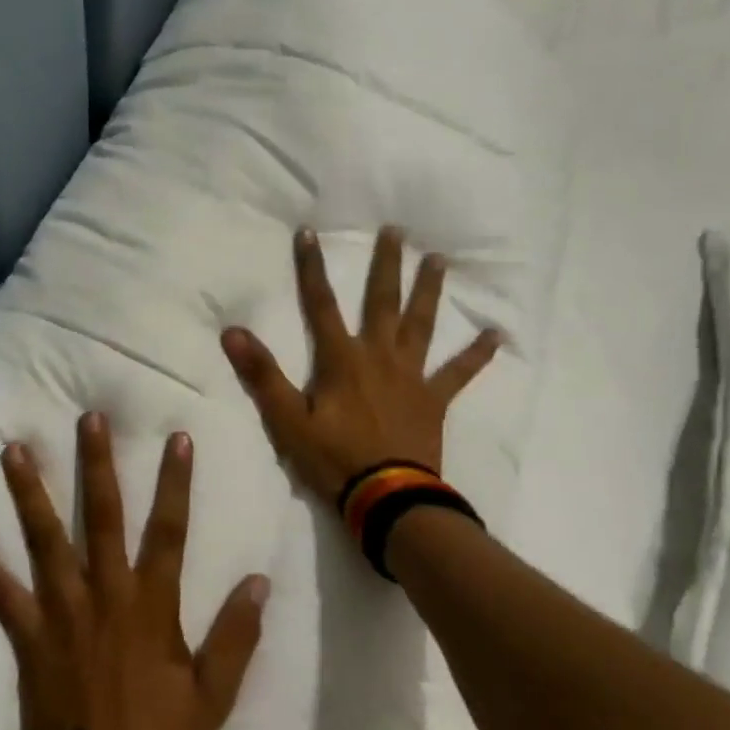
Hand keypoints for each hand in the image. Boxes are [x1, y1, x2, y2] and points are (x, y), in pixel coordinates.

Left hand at [0, 414, 270, 729]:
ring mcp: (61, 610)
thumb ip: (237, 634)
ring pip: (45, 539)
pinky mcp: (27, 633)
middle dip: (97, 464)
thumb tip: (260, 580)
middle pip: (103, 516)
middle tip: (88, 419)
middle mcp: (105, 593)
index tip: (177, 437)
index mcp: (151, 603)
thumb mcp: (214, 694)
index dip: (175, 482)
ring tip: (13, 450)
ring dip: (30, 493)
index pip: (169, 529)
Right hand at [220, 225, 499, 507]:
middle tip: (397, 230)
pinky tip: (496, 335)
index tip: (309, 233)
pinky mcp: (434, 400)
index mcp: (342, 360)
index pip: (320, 304)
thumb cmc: (334, 459)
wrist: (388, 498)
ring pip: (421, 324)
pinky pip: (459, 372)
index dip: (311, 268)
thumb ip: (262, 375)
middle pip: (382, 301)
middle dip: (386, 265)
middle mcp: (379, 356)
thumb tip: (233, 331)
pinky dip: (477, 354)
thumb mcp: (287, 420)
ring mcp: (411, 376)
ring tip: (439, 260)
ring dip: (429, 291)